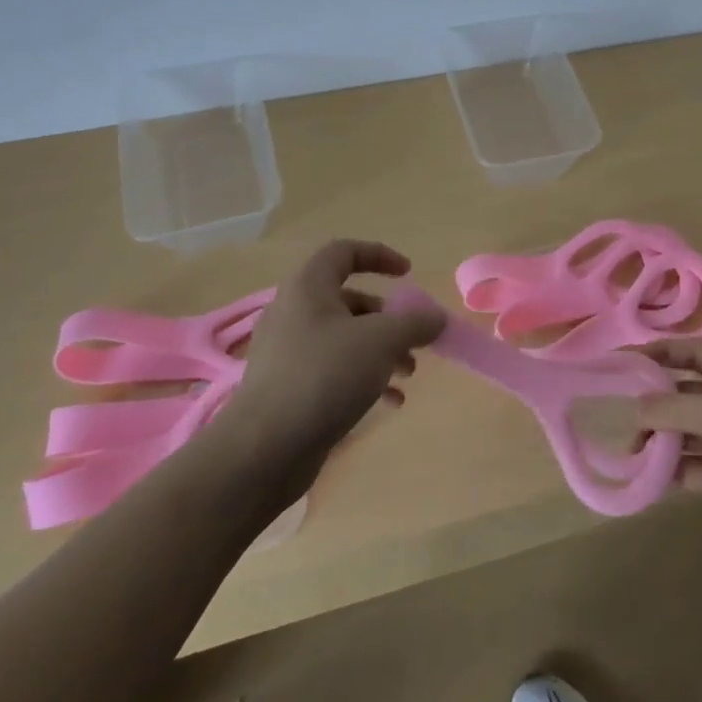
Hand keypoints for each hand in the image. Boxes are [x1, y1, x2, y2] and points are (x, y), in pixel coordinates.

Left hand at [224, 239, 444, 466]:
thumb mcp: (381, 341)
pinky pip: (334, 370)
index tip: (409, 273)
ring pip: (344, 338)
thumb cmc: (324, 376)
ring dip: (382, 350)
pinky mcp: (289, 388)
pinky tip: (390, 402)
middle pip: (349, 299)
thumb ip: (415, 322)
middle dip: (388, 317)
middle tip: (413, 337)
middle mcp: (294, 313)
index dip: (379, 255)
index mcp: (308, 288)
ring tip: (408, 373)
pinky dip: (364, 378)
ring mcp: (289, 353)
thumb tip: (436, 316)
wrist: (265, 449)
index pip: (343, 251)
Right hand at [635, 339, 701, 574]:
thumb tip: (637, 408)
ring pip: (683, 427)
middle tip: (621, 410)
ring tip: (632, 449)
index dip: (660, 351)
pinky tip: (645, 473)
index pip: (694, 351)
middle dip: (654, 399)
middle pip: (685, 389)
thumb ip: (673, 407)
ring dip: (658, 435)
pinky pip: (687, 461)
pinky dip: (667, 466)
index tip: (623, 359)